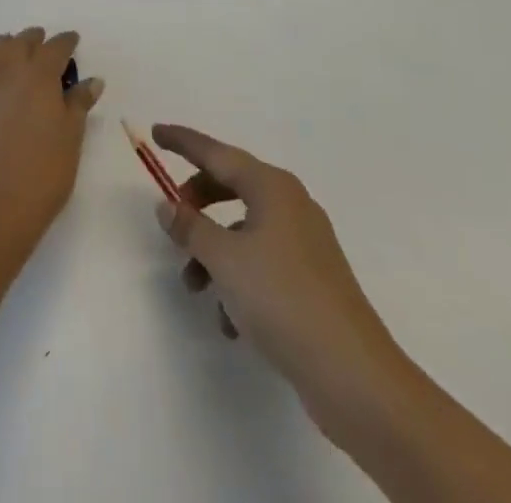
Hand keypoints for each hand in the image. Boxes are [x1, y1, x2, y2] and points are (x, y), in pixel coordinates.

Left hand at [0, 29, 103, 254]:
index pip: (55, 48)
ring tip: (9, 50)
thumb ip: (79, 104)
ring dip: (2, 46)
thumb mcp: (71, 140)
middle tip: (42, 44)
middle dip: (33, 40)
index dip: (65, 42)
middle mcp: (4, 71)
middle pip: (19, 43)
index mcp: (38, 76)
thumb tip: (91, 80)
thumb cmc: (41, 176)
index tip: (72, 40)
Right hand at [152, 124, 415, 448]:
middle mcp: (291, 206)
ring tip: (194, 287)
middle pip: (230, 187)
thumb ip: (190, 227)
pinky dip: (238, 282)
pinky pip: (262, 264)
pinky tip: (230, 322)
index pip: (216, 152)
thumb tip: (167, 205)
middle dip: (197, 204)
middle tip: (172, 220)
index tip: (155, 132)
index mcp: (272, 188)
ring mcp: (304, 244)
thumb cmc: (283, 300)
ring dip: (212, 252)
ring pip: (243, 231)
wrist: (355, 377)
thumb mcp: (224, 259)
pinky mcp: (311, 281)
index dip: (183, 142)